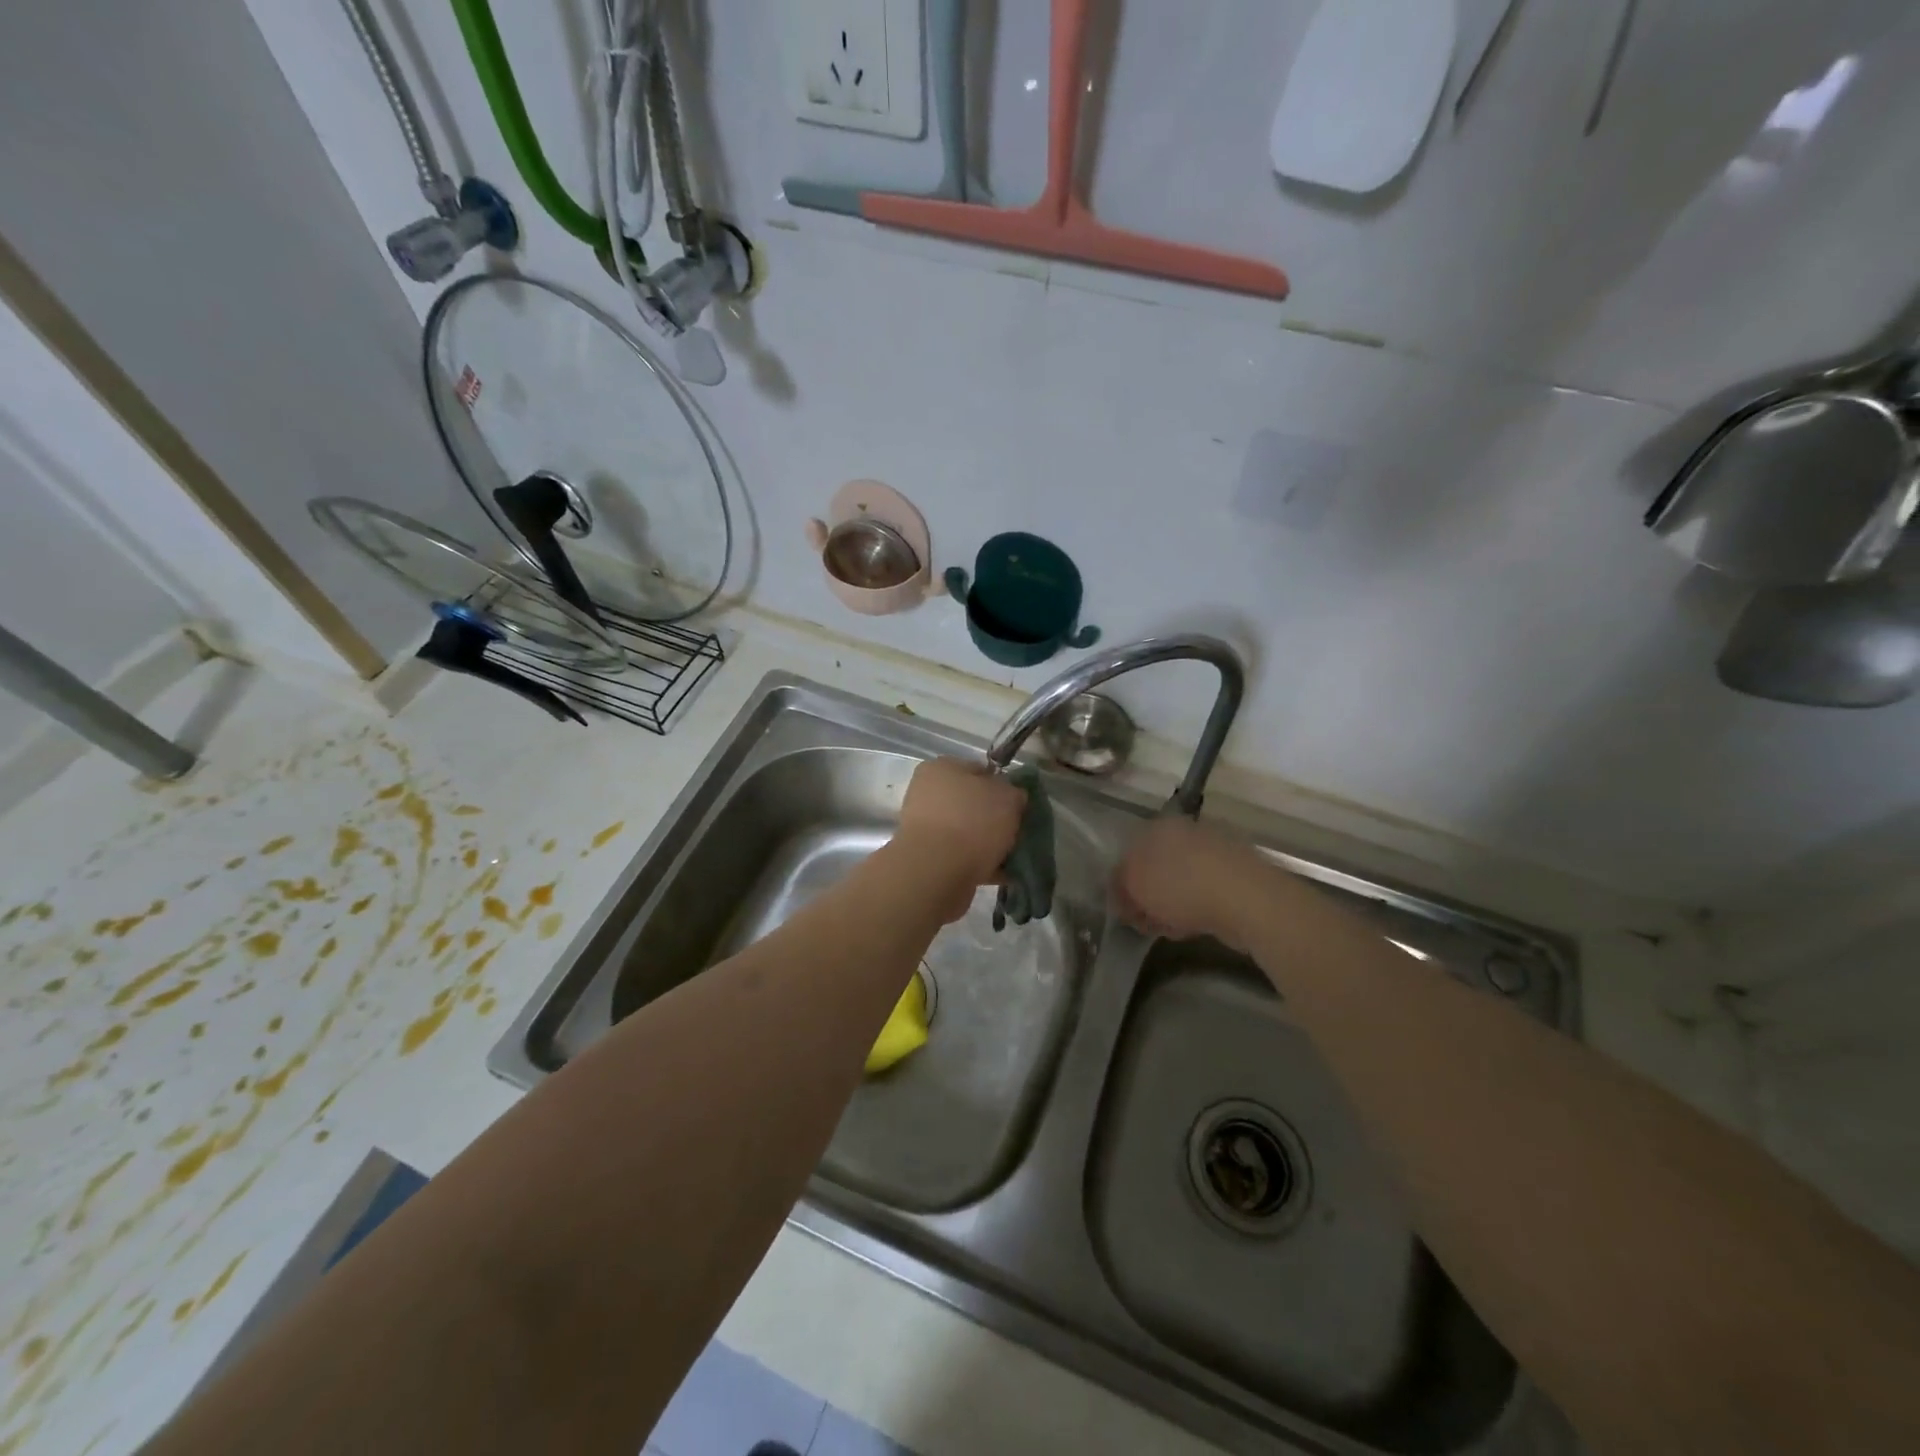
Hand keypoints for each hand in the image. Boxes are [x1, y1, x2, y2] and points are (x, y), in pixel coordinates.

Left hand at [891, 758, 1026, 921]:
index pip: (981, 770)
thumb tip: (1013, 798)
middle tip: (1020, 833)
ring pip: (969, 832)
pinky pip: (964, 857)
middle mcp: (929, 794)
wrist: (936, 872)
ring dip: (991, 844)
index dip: (1005, 787)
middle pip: (975, 803)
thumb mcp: (1008, 797)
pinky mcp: (929, 858)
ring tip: (1015, 858)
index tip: (1021, 806)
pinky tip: (1004, 874)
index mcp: (942, 768)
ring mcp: (926, 828)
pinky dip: (983, 865)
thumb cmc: (972, 822)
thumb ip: (1014, 793)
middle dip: (998, 819)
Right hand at [1113, 816, 1262, 948]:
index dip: (1123, 883)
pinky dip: (1196, 908)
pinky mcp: (1237, 874)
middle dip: (1148, 895)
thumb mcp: (1133, 887)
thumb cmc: (1179, 886)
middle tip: (1144, 922)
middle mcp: (1186, 831)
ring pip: (1181, 881)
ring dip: (1171, 904)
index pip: (1130, 852)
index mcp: (1158, 826)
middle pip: (1156, 867)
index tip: (1123, 910)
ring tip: (1169, 928)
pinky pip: (1205, 892)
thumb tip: (1120, 895)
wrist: (1245, 899)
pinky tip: (1193, 927)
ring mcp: (1215, 850)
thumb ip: (1119, 888)